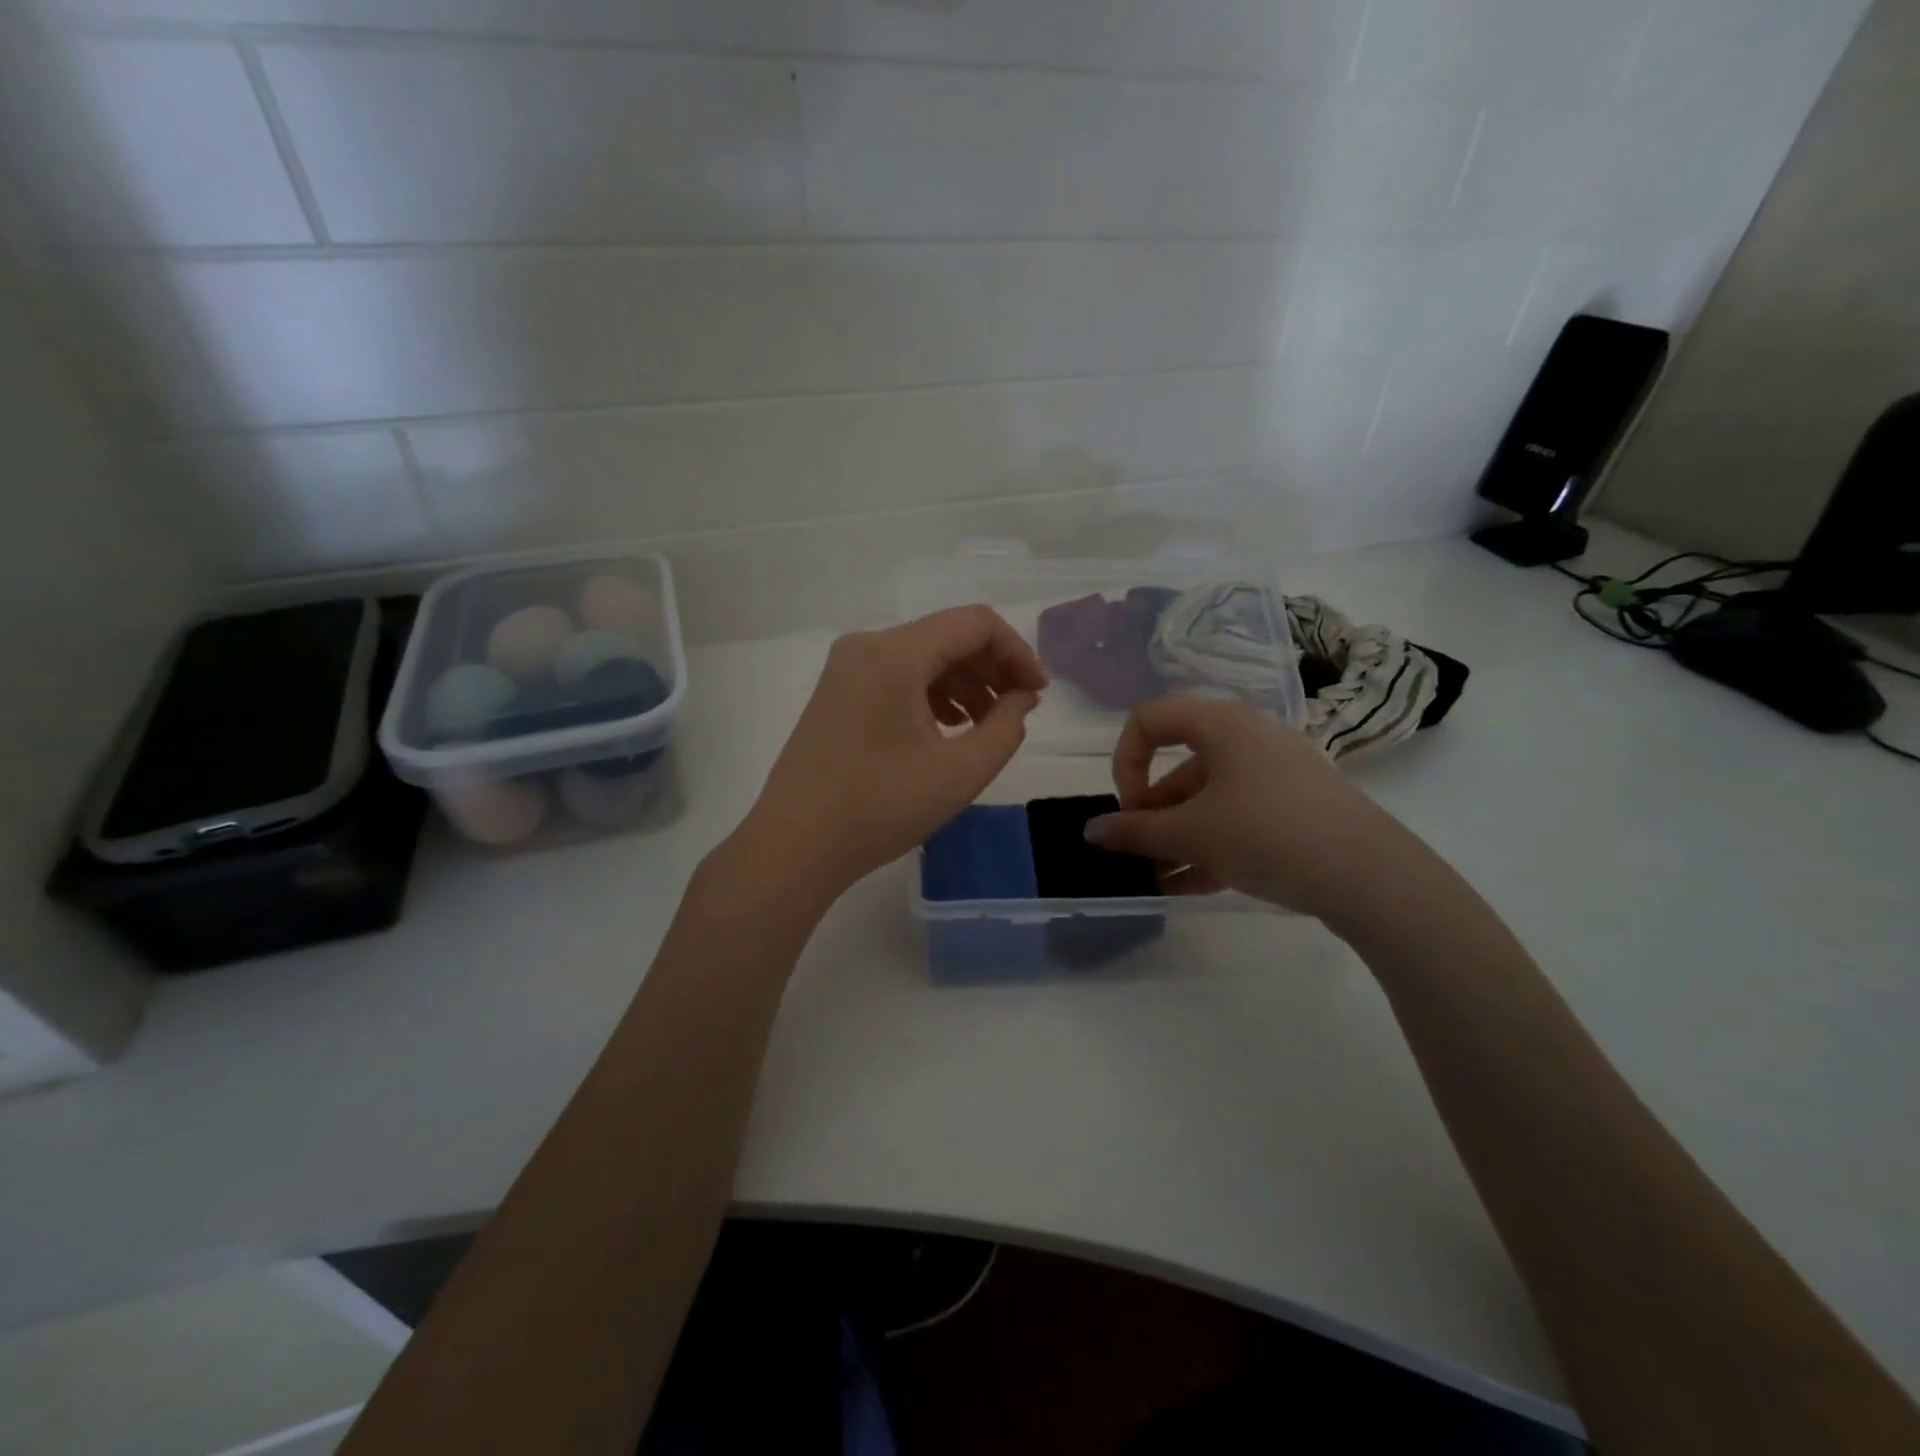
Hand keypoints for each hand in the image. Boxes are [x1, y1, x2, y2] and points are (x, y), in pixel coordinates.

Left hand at [738, 606, 1047, 893]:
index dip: (1017, 652)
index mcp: (894, 653)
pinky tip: (949, 729)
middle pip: (947, 636)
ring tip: (987, 726)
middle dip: (992, 668)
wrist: (795, 846)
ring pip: (923, 657)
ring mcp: (846, 669)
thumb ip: (1006, 726)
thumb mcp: (961, 771)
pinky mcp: (837, 693)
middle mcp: (866, 646)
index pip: (975, 623)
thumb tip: (1021, 697)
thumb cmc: (880, 808)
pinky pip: (897, 677)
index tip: (1037, 694)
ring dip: (964, 683)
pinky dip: (932, 695)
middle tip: (1019, 710)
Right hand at [1084, 697, 1420, 924]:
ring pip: (1209, 800)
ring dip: (1177, 838)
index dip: (1126, 761)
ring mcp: (1276, 775)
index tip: (1130, 808)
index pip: (1150, 720)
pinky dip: (1210, 846)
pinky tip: (1189, 887)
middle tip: (1140, 854)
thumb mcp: (1192, 834)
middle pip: (1180, 767)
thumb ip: (1135, 832)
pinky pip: (1238, 819)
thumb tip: (1091, 832)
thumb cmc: (1267, 833)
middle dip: (1152, 813)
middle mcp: (1248, 739)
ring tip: (1158, 879)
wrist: (1371, 876)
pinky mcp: (1296, 808)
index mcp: (1221, 724)